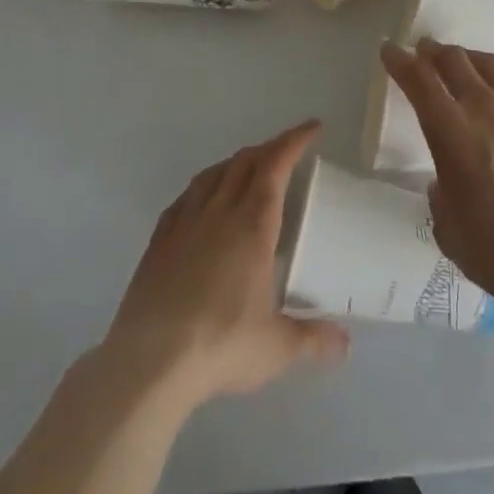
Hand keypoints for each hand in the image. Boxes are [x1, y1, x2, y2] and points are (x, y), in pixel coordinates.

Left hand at [103, 121, 349, 407]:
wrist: (148, 365)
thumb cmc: (220, 345)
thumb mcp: (276, 348)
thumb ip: (313, 339)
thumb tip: (345, 344)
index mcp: (253, 223)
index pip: (276, 163)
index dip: (295, 140)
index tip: (313, 128)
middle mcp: (220, 211)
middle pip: (246, 160)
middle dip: (270, 148)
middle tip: (287, 152)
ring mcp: (185, 223)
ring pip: (213, 173)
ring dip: (235, 163)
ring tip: (247, 170)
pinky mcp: (158, 241)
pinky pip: (184, 198)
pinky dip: (202, 188)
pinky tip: (202, 202)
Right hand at [380, 39, 493, 316]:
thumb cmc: (492, 249)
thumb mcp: (446, 225)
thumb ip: (440, 193)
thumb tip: (446, 182)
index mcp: (450, 130)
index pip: (418, 80)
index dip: (400, 61)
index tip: (390, 50)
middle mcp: (483, 107)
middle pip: (454, 60)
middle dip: (433, 51)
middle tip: (425, 51)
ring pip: (488, 63)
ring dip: (468, 58)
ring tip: (462, 61)